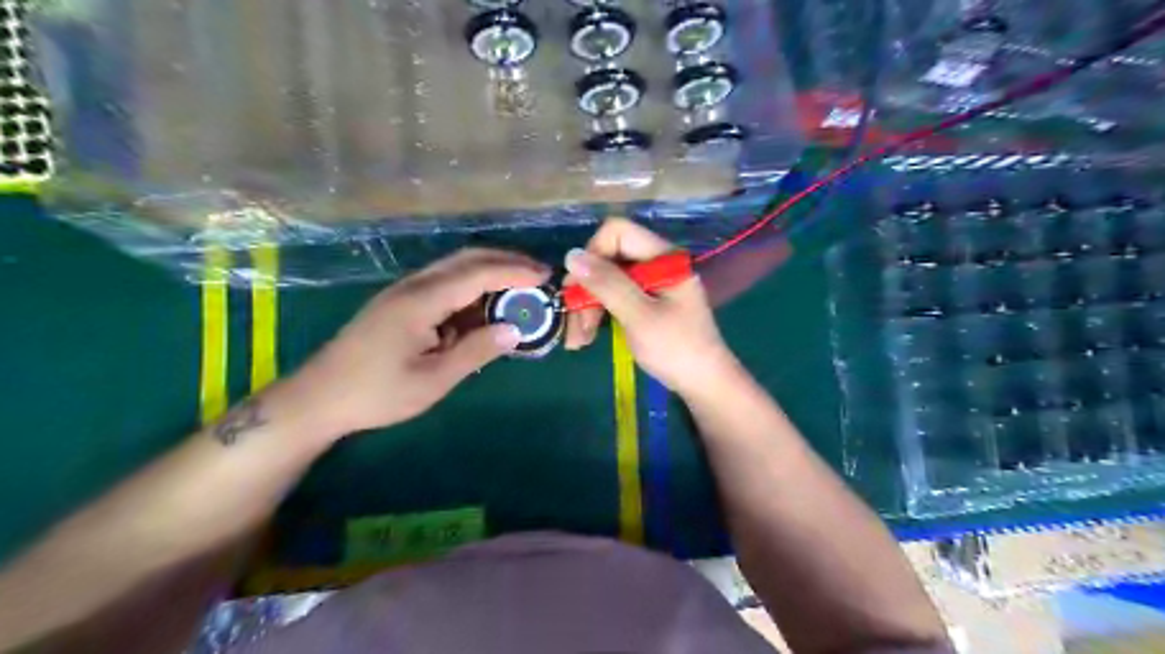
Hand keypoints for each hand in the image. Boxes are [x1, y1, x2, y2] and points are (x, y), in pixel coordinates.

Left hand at [286, 247, 550, 436]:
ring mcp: (404, 291)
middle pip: (466, 259)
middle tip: (539, 274)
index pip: (478, 273)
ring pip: (454, 268)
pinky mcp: (400, 302)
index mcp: (422, 301)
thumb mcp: (433, 379)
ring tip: (520, 286)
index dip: (515, 271)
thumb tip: (514, 330)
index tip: (545, 277)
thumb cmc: (377, 393)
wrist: (318, 398)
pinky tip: (484, 304)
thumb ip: (476, 351)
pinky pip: (443, 283)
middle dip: (506, 261)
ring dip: (490, 271)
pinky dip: (471, 286)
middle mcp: (413, 286)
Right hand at [561, 219, 734, 395]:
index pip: (617, 232)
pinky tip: (589, 336)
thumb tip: (571, 255)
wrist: (704, 383)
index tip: (578, 288)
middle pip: (609, 258)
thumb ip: (607, 283)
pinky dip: (601, 313)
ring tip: (579, 339)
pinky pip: (616, 296)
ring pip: (608, 280)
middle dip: (587, 289)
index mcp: (663, 256)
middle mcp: (657, 262)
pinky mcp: (648, 301)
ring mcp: (653, 283)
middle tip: (574, 325)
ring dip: (589, 306)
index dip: (593, 254)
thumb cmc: (676, 349)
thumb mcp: (639, 315)